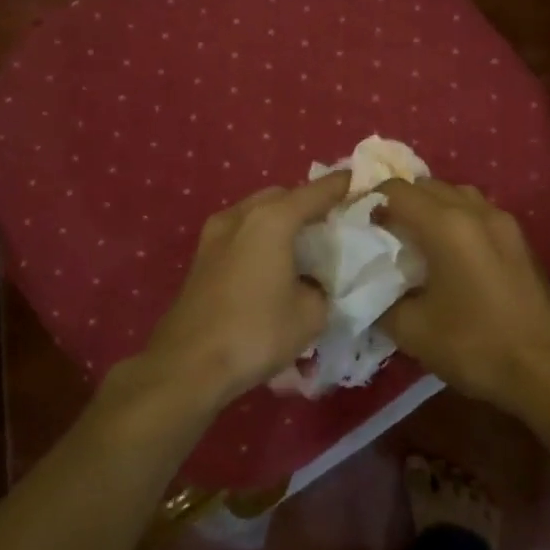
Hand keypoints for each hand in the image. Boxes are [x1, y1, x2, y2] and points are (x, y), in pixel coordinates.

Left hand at [125, 170, 352, 412]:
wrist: (188, 365)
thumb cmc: (256, 332)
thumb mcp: (310, 314)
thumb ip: (322, 286)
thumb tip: (315, 283)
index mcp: (272, 220)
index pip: (316, 192)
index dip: (342, 186)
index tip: (361, 183)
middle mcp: (241, 216)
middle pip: (282, 196)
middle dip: (307, 204)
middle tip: (331, 224)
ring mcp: (215, 234)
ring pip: (256, 213)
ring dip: (280, 221)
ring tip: (303, 245)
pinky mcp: (201, 257)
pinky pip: (240, 233)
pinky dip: (260, 238)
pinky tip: (272, 264)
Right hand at [379, 179, 549, 412]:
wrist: (547, 370)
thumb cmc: (476, 346)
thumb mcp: (413, 330)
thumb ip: (380, 301)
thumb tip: (367, 288)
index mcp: (446, 225)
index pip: (396, 190)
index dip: (368, 200)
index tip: (353, 223)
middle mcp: (476, 211)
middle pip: (427, 186)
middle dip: (399, 202)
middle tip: (379, 233)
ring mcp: (504, 223)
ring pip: (457, 195)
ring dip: (431, 208)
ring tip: (414, 240)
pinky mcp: (520, 240)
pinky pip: (478, 213)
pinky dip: (456, 220)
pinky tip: (449, 254)